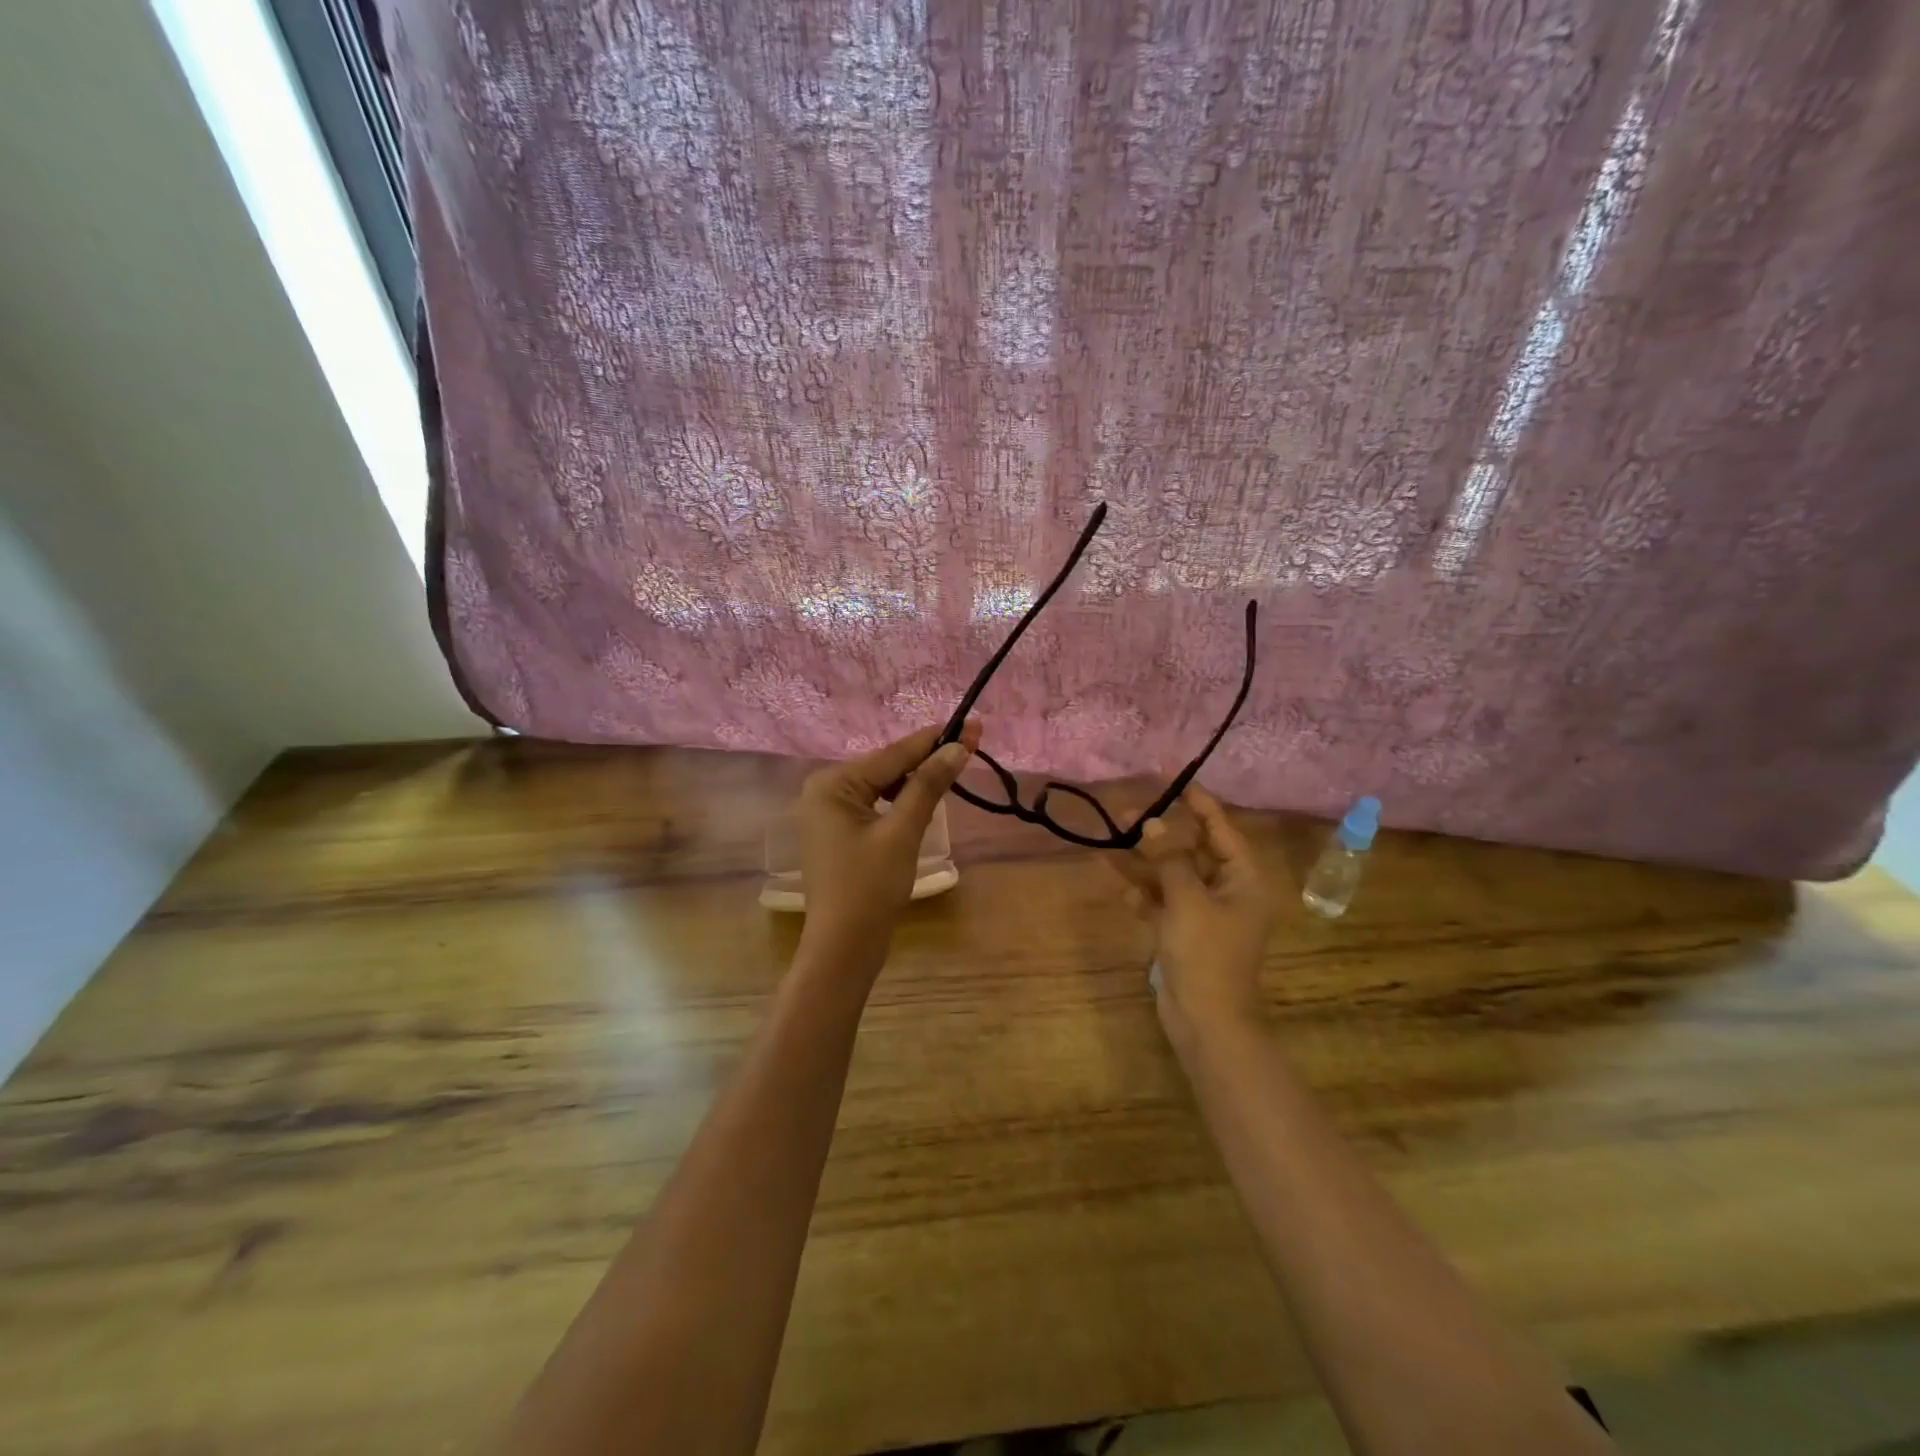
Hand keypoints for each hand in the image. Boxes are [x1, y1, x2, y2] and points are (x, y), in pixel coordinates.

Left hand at [793, 721, 979, 971]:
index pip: (893, 754)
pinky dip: (901, 802)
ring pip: (882, 786)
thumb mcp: (903, 832)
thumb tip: (957, 747)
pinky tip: (925, 800)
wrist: (843, 948)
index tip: (971, 725)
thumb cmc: (870, 887)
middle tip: (970, 747)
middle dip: (927, 759)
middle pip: (886, 766)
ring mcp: (829, 813)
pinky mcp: (839, 832)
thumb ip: (928, 785)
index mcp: (833, 783)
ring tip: (954, 771)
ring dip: (916, 781)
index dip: (935, 740)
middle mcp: (824, 790)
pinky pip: (875, 805)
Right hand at [1111, 786, 1274, 1050]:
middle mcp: (1228, 890)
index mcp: (1244, 878)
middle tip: (1124, 812)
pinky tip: (1124, 893)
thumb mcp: (1186, 897)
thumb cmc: (1205, 952)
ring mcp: (1205, 913)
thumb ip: (1169, 857)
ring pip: (1172, 876)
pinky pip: (1163, 903)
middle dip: (1158, 833)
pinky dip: (1145, 897)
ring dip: (1144, 863)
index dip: (1196, 801)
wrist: (1205, 1020)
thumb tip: (1152, 821)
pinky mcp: (1184, 933)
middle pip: (1191, 850)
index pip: (1220, 828)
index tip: (1171, 777)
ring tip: (1110, 842)